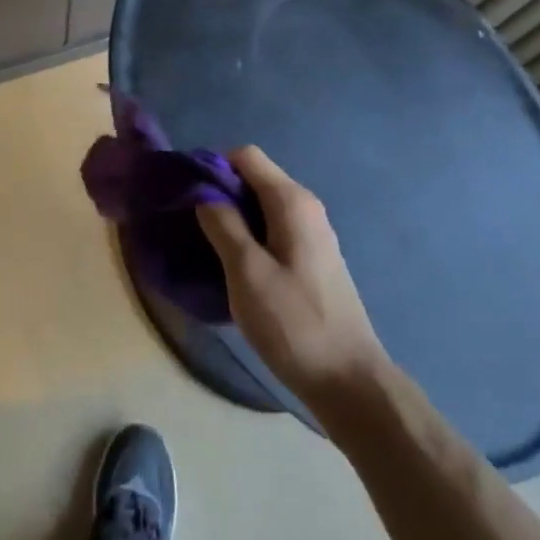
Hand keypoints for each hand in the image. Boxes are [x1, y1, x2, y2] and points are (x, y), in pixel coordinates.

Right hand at [197, 146, 390, 407]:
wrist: (350, 382)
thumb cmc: (294, 323)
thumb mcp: (247, 272)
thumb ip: (222, 224)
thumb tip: (204, 193)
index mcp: (292, 201)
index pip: (245, 156)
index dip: (213, 167)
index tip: (189, 197)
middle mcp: (306, 208)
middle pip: (254, 179)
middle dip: (221, 194)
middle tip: (192, 226)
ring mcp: (312, 235)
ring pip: (262, 207)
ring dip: (234, 219)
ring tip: (208, 249)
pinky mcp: (312, 261)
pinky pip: (273, 231)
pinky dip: (250, 238)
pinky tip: (236, 269)